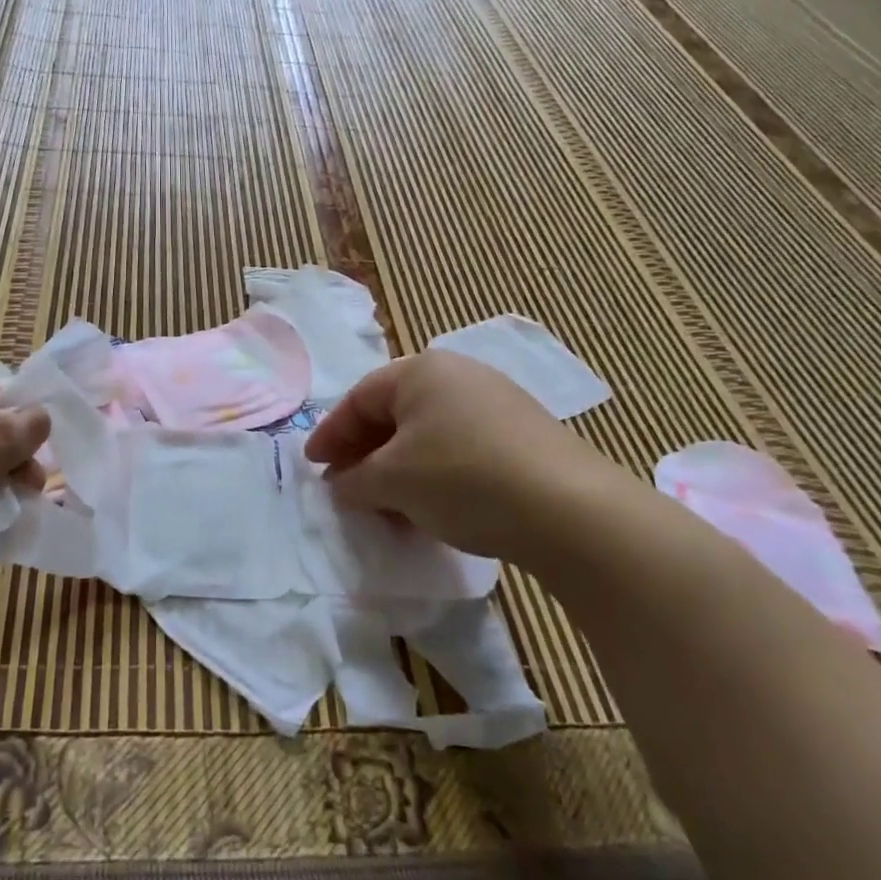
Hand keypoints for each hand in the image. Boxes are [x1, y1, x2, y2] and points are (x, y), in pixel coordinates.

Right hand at [303, 351, 623, 565]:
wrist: (567, 509)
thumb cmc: (461, 477)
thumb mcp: (393, 481)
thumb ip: (355, 480)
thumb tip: (341, 484)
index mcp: (422, 370)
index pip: (360, 398)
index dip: (331, 434)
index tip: (313, 466)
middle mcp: (459, 375)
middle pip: (395, 413)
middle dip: (365, 453)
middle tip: (345, 486)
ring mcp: (496, 403)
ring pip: (428, 434)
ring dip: (398, 469)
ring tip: (385, 505)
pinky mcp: (523, 435)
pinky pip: (459, 448)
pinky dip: (434, 474)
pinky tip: (430, 508)